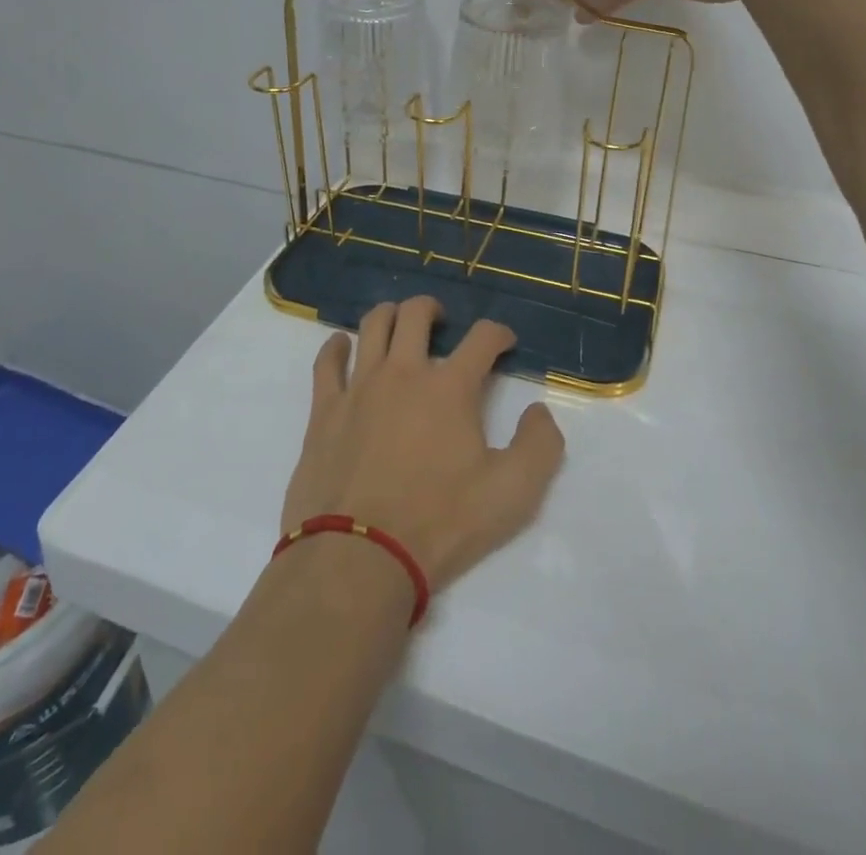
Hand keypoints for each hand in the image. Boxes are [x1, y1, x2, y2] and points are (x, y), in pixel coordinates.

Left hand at [281, 298, 565, 593]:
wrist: (359, 556)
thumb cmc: (440, 523)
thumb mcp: (512, 494)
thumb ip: (539, 445)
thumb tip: (539, 410)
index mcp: (450, 388)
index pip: (482, 338)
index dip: (498, 333)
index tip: (503, 342)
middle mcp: (404, 372)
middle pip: (416, 313)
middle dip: (433, 309)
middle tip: (440, 322)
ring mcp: (360, 386)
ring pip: (372, 326)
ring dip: (389, 315)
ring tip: (397, 324)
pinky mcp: (325, 408)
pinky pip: (327, 361)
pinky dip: (336, 346)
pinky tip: (342, 346)